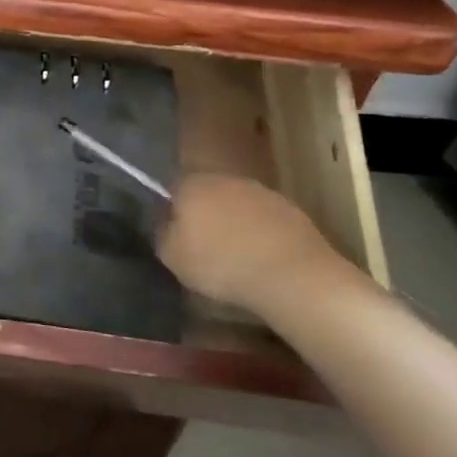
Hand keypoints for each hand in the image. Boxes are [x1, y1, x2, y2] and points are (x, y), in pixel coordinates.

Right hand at [159, 172, 348, 312]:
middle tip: (203, 246)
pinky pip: (265, 221)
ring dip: (235, 224)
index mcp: (192, 185)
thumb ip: (162, 234)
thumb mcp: (172, 257)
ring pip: (238, 205)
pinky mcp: (292, 211)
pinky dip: (261, 235)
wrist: (294, 277)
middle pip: (207, 194)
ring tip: (236, 255)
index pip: (171, 188)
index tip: (175, 235)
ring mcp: (262, 193)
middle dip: (204, 215)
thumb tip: (166, 224)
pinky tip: (263, 259)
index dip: (172, 212)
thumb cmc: (222, 264)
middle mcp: (226, 179)